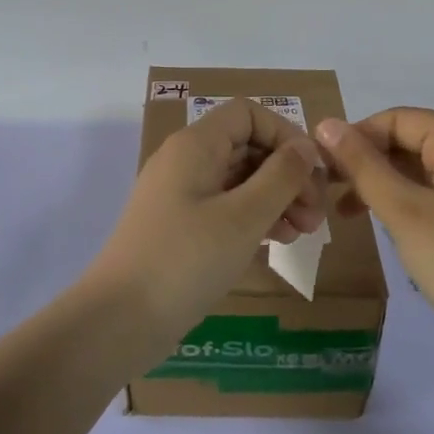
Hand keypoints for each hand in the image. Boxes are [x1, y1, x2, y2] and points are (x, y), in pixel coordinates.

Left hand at [85, 98, 329, 348]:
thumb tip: (304, 147)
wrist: (119, 319)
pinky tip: (275, 242)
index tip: (313, 173)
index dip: (285, 135)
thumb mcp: (244, 216)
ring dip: (275, 197)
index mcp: (196, 144)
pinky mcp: (179, 224)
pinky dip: (253, 216)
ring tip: (302, 232)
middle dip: (287, 174)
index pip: (249, 114)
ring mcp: (179, 193)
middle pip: (247, 146)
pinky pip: (224, 205)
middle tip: (315, 216)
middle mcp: (186, 159)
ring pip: (239, 178)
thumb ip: (281, 176)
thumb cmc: (186, 260)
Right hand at [316, 107, 433, 383]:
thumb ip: (363, 165)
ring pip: (419, 170)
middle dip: (367, 163)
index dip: (356, 138)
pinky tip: (381, 226)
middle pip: (409, 141)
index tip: (320, 168)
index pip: (397, 120)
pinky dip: (405, 204)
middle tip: (327, 192)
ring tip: (345, 214)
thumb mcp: (404, 211)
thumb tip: (326, 123)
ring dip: (381, 185)